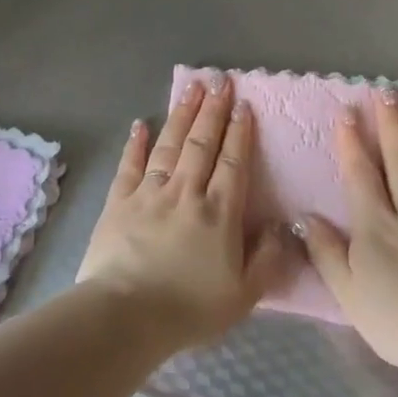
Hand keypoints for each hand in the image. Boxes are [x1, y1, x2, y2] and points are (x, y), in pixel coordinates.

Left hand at [78, 75, 289, 347]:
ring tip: (191, 89)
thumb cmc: (188, 309)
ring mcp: (149, 194)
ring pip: (169, 145)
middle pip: (202, 144)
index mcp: (219, 213)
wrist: (126, 315)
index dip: (240, 132)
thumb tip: (279, 227)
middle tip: (219, 81)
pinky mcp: (118, 202)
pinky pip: (129, 166)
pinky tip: (139, 124)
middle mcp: (186, 193)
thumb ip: (267, 259)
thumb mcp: (244, 295)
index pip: (234, 163)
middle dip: (213, 111)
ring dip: (181, 115)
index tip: (243, 105)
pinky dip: (135, 144)